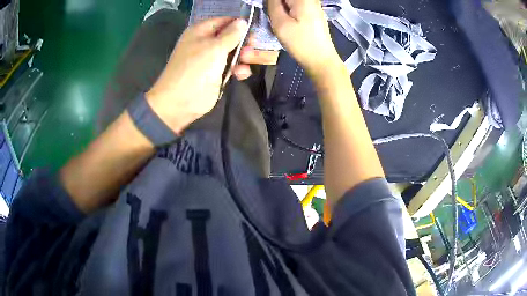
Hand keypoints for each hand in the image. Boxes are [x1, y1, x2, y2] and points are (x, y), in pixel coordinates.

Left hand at [146, 17, 248, 133]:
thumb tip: (242, 22)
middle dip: (244, 42)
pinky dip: (239, 69)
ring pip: (235, 52)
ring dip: (244, 57)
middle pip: (232, 36)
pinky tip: (241, 74)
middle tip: (252, 48)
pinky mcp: (217, 74)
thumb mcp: (214, 47)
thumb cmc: (195, 69)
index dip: (239, 24)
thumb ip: (231, 34)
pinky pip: (232, 67)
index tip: (253, 30)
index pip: (225, 21)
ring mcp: (212, 59)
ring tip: (247, 61)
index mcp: (201, 31)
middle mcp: (207, 42)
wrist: (180, 102)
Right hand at [267, 0, 340, 76]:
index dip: (272, 3)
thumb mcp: (280, 23)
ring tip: (280, 20)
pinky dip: (288, 12)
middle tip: (273, 16)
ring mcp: (313, 5)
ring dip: (281, 8)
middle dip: (276, 5)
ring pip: (290, 3)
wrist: (320, 60)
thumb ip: (272, 5)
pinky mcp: (314, 13)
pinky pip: (296, 7)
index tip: (270, 12)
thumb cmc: (300, 42)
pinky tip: (288, 22)